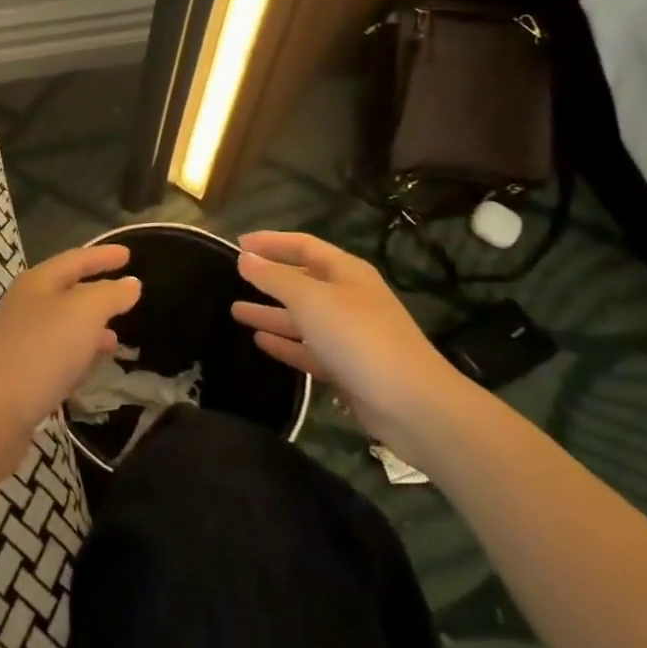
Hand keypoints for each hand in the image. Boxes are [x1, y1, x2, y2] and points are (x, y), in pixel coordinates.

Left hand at [0, 244, 140, 439]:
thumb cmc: (42, 350)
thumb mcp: (84, 313)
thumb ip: (110, 295)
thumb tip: (130, 283)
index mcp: (37, 282)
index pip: (75, 259)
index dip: (102, 256)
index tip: (129, 254)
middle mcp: (25, 305)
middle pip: (66, 291)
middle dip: (97, 293)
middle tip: (126, 296)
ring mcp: (20, 339)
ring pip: (63, 325)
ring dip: (90, 328)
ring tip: (117, 338)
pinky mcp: (21, 373)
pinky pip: (57, 354)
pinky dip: (79, 354)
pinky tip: (91, 367)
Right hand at [232, 231, 469, 449]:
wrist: (413, 406)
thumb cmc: (359, 338)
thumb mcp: (311, 300)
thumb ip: (274, 278)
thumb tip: (245, 258)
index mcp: (346, 273)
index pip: (303, 246)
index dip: (271, 242)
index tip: (237, 244)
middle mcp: (348, 298)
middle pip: (302, 281)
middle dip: (268, 279)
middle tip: (233, 278)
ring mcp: (349, 335)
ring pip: (302, 317)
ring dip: (270, 313)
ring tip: (235, 311)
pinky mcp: (347, 369)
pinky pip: (308, 349)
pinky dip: (285, 344)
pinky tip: (260, 342)